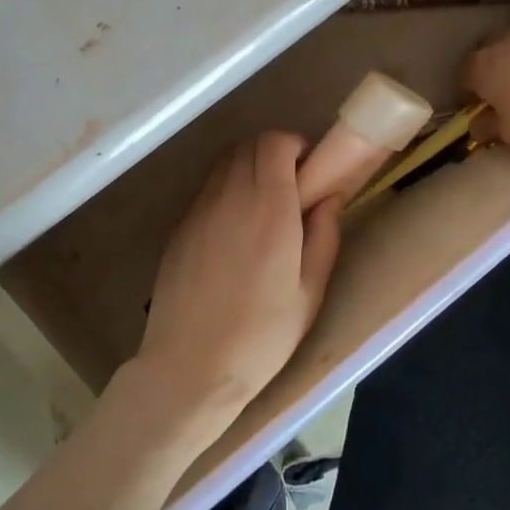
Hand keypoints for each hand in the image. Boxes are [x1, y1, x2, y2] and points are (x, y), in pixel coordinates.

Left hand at [135, 132, 342, 426]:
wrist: (190, 367)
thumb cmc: (261, 336)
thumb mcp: (310, 292)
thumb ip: (324, 235)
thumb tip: (330, 197)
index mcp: (269, 208)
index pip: (274, 142)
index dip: (294, 145)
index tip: (309, 171)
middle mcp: (230, 197)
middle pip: (248, 145)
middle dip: (274, 153)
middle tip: (292, 188)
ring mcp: (199, 210)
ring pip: (224, 163)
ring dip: (248, 168)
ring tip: (264, 207)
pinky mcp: (179, 227)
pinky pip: (207, 189)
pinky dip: (225, 190)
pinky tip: (235, 230)